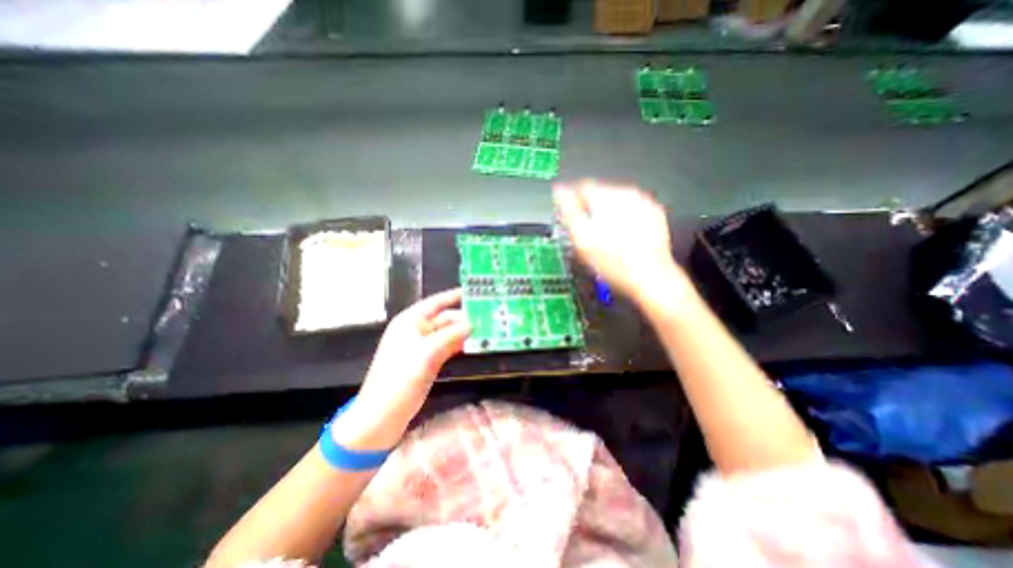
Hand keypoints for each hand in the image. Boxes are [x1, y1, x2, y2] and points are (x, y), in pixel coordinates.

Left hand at [336, 291, 472, 448]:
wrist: (383, 414)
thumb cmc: (400, 377)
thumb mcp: (426, 352)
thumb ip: (451, 335)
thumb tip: (472, 323)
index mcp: (411, 321)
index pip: (436, 302)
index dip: (454, 295)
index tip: (474, 291)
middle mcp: (417, 330)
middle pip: (445, 318)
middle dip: (465, 317)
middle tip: (488, 315)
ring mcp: (423, 346)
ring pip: (448, 334)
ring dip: (465, 332)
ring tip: (487, 329)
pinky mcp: (429, 361)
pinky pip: (448, 347)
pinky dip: (460, 345)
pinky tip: (475, 344)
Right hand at [554, 179, 688, 302]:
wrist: (649, 277)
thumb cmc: (614, 262)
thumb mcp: (582, 238)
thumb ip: (568, 211)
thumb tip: (560, 192)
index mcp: (607, 197)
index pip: (581, 187)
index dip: (570, 202)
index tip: (568, 215)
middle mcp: (627, 194)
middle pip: (599, 194)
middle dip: (590, 210)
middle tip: (587, 233)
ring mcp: (643, 204)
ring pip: (615, 203)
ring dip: (606, 215)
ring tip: (605, 238)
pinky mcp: (653, 215)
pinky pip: (631, 212)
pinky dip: (623, 221)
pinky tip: (620, 238)